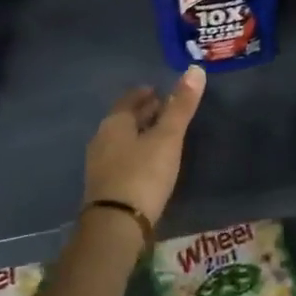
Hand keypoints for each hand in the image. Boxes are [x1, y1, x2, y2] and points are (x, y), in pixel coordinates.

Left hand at [83, 67, 206, 226]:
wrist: (115, 226)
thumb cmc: (143, 174)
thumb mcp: (167, 138)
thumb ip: (181, 106)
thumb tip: (195, 69)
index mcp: (115, 122)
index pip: (130, 99)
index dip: (146, 93)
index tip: (161, 92)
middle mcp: (102, 138)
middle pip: (124, 119)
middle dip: (143, 113)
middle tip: (164, 110)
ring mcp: (99, 164)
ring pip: (122, 140)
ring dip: (139, 134)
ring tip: (160, 137)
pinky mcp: (103, 187)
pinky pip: (120, 160)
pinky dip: (135, 154)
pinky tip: (148, 164)